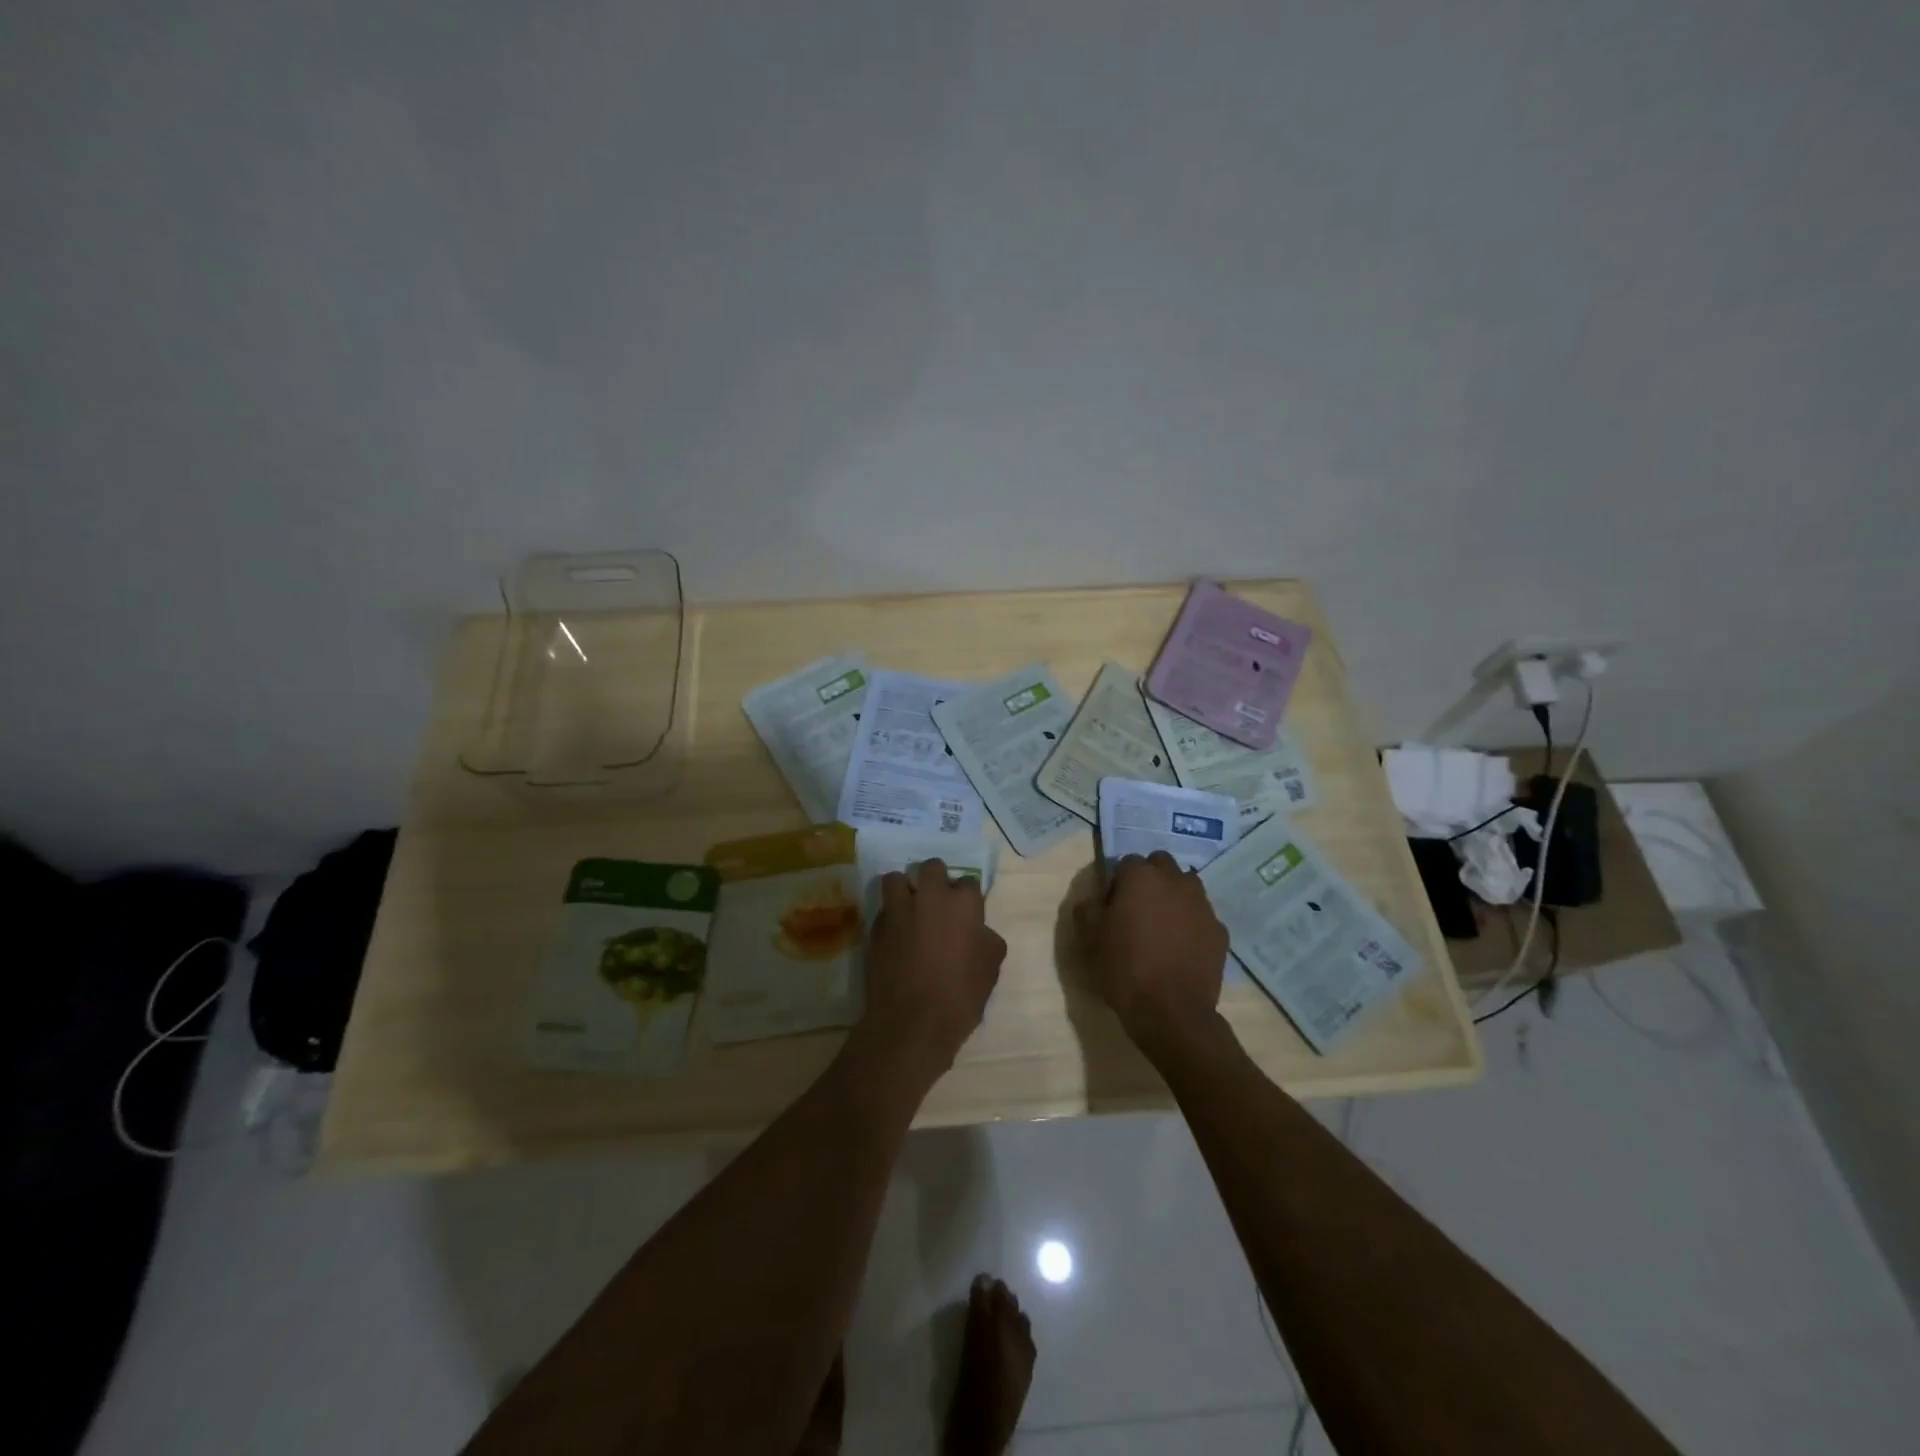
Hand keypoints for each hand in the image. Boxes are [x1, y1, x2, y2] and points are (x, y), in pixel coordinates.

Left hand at [859, 858, 1007, 1080]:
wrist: (913, 1022)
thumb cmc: (960, 995)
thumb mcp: (990, 968)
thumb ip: (986, 939)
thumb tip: (979, 931)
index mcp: (962, 903)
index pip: (968, 882)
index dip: (968, 898)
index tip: (967, 914)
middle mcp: (929, 897)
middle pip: (931, 867)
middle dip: (935, 880)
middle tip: (938, 903)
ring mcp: (899, 910)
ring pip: (896, 879)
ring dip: (904, 889)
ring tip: (910, 909)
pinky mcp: (876, 928)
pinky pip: (883, 910)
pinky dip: (889, 917)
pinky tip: (896, 936)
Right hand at [1074, 851, 1229, 1054]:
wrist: (1172, 1012)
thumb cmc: (1124, 968)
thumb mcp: (1090, 939)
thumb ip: (1088, 909)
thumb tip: (1094, 898)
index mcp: (1141, 877)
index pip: (1127, 863)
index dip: (1118, 882)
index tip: (1112, 905)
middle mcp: (1175, 881)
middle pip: (1161, 865)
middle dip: (1150, 880)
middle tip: (1138, 910)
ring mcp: (1202, 904)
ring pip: (1186, 886)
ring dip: (1174, 897)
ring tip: (1163, 927)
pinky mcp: (1219, 930)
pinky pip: (1202, 916)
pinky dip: (1192, 923)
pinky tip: (1182, 948)